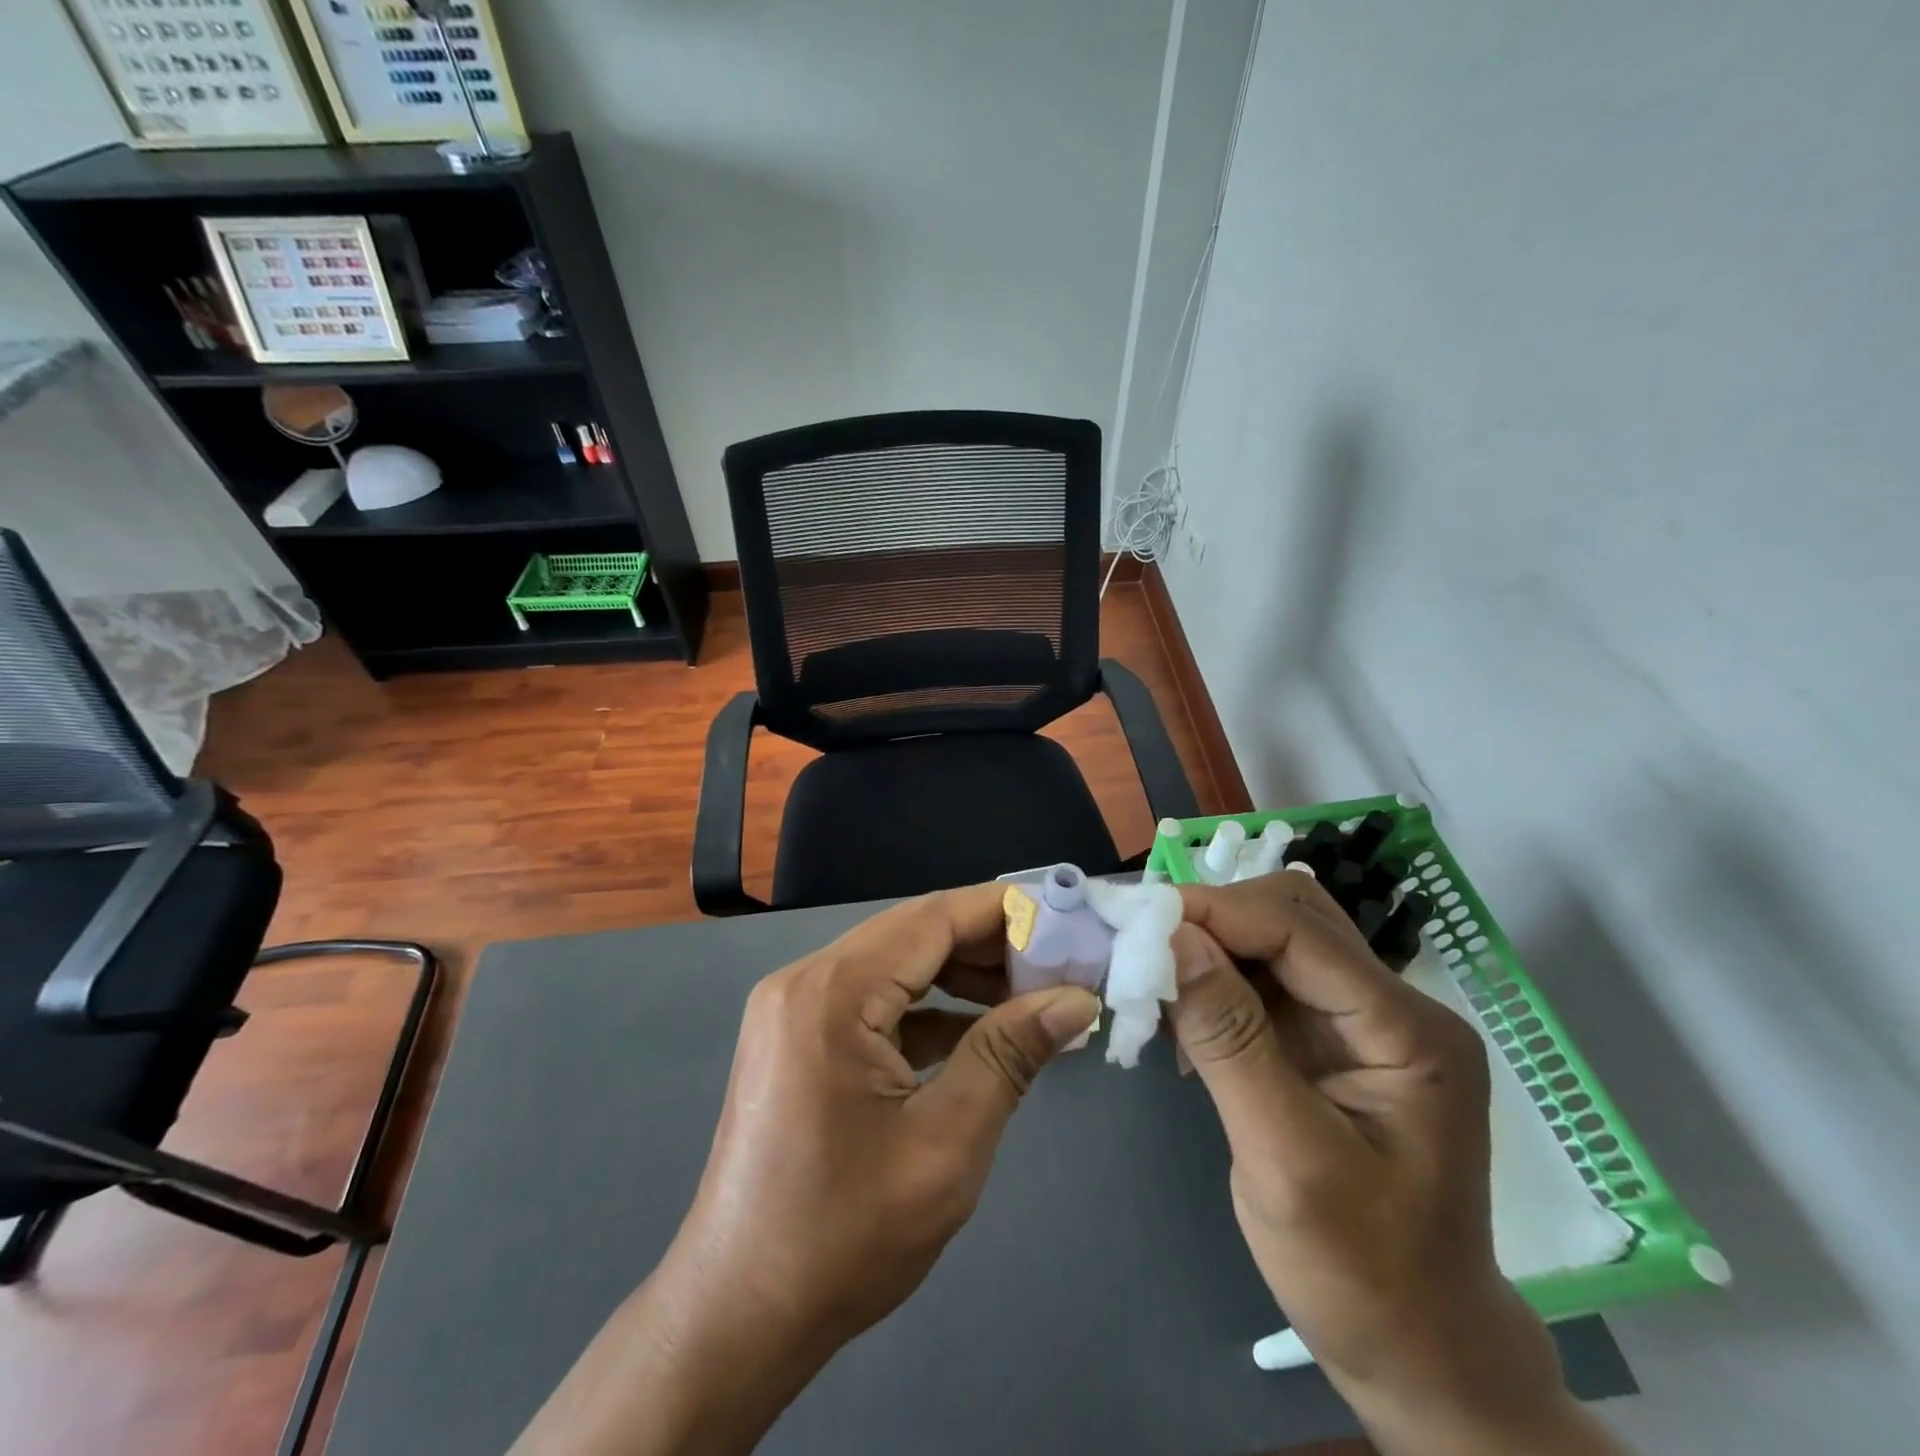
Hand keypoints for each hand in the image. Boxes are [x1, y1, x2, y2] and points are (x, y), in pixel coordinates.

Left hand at [514, 884, 1098, 1455]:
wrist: (738, 1316)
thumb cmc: (844, 1236)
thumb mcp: (946, 1144)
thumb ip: (1010, 1055)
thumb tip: (1076, 1000)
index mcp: (833, 992)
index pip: (933, 918)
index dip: (1005, 913)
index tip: (1069, 923)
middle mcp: (806, 980)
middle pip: (913, 933)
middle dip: (988, 946)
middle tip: (1059, 969)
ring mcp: (795, 1008)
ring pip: (896, 964)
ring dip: (960, 977)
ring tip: (1028, 1001)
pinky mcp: (797, 1037)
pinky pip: (874, 1000)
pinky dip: (927, 1010)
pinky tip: (977, 1034)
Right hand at [1167, 875, 1626, 1455]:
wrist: (1418, 1352)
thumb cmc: (1361, 1272)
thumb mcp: (1285, 1157)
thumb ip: (1229, 1039)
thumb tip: (1173, 937)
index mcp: (1408, 1030)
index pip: (1300, 930)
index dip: (1216, 911)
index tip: (1138, 917)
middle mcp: (1392, 1007)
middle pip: (1293, 917)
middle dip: (1214, 919)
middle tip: (1142, 941)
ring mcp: (1363, 1022)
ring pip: (1275, 941)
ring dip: (1210, 947)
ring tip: (1151, 971)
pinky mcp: (1331, 1040)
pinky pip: (1267, 981)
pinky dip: (1216, 981)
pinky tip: (1179, 1008)